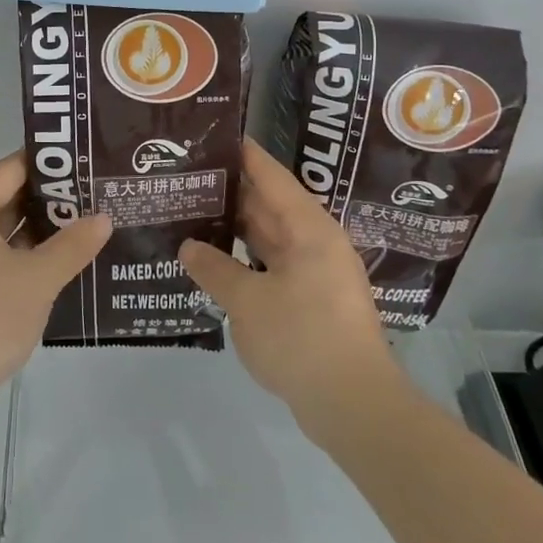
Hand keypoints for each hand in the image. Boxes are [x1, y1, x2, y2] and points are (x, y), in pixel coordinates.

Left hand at [0, 154, 111, 429]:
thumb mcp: (37, 279)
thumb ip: (73, 244)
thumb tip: (104, 217)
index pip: (11, 169)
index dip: (52, 165)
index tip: (88, 162)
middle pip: (4, 196)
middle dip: (49, 199)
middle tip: (97, 194)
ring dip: (37, 229)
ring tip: (86, 223)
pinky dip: (20, 253)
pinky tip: (57, 260)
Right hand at [179, 139, 397, 428]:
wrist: (354, 406)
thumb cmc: (302, 339)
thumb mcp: (247, 302)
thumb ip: (215, 269)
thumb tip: (189, 246)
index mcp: (308, 228)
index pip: (270, 176)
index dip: (243, 154)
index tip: (213, 135)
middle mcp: (316, 242)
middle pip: (269, 205)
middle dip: (231, 192)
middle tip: (189, 176)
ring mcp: (317, 273)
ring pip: (270, 238)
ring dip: (236, 229)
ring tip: (194, 213)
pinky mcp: (313, 302)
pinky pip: (273, 265)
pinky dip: (246, 260)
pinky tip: (217, 262)